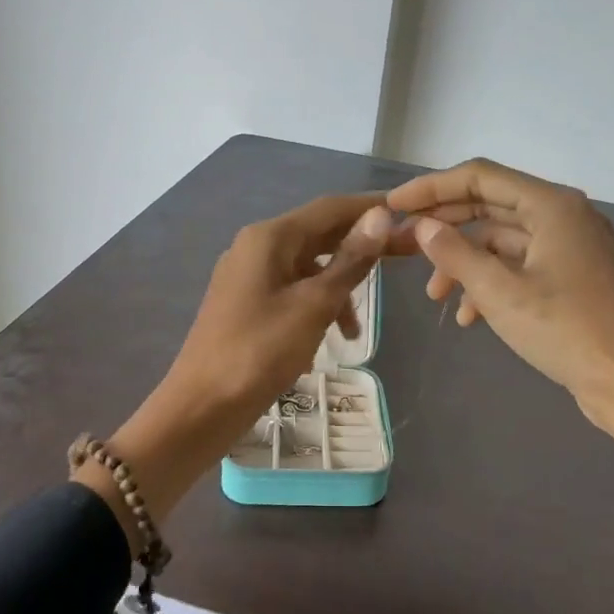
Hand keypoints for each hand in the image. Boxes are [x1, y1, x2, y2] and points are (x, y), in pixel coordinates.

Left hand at [167, 195, 391, 427]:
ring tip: (356, 329)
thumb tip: (381, 216)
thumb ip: (350, 261)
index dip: (371, 207)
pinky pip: (291, 293)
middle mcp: (256, 248)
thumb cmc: (260, 351)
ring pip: (307, 268)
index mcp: (269, 238)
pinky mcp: (246, 305)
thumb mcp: (313, 305)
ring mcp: (248, 277)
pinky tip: (326, 341)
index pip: (330, 208)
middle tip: (407, 256)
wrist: (202, 406)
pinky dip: (315, 308)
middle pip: (319, 235)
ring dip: (338, 288)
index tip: (411, 213)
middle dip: (361, 248)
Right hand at [388, 157, 613, 574]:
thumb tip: (421, 227)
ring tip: (435, 296)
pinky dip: (491, 284)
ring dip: (465, 263)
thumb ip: (455, 253)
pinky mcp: (571, 277)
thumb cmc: (566, 330)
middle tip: (404, 244)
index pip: (480, 177)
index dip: (432, 187)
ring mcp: (570, 247)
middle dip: (446, 227)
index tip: (394, 205)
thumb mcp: (500, 292)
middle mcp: (563, 215)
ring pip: (502, 241)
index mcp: (551, 205)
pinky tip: (469, 318)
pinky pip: (520, 267)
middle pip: (490, 205)